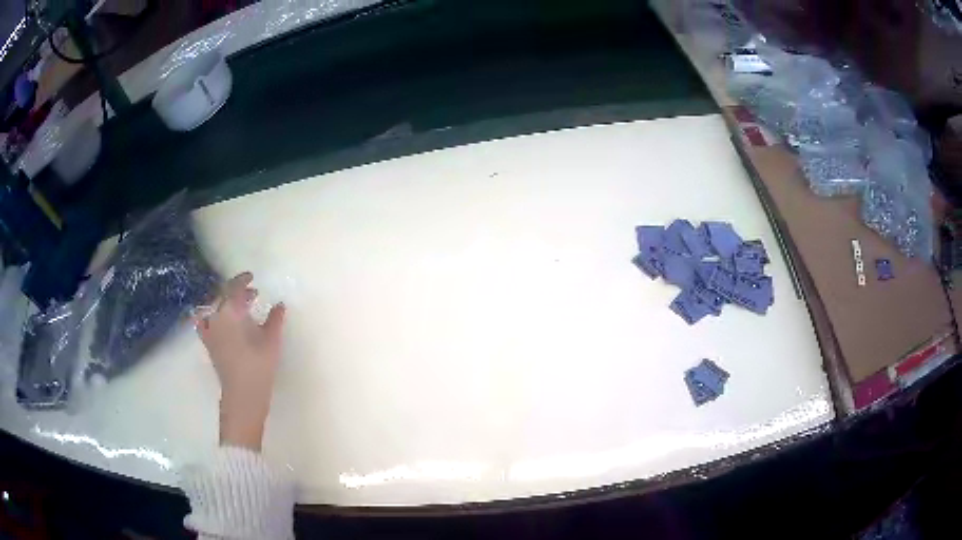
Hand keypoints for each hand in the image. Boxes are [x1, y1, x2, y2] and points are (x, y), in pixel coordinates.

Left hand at [195, 272, 285, 450]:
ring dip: (224, 302)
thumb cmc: (259, 366)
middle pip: (222, 296)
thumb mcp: (271, 341)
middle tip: (252, 293)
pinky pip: (205, 322)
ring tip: (239, 306)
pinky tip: (221, 320)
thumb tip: (279, 304)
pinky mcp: (209, 343)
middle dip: (236, 291)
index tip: (252, 277)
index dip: (242, 280)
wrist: (243, 395)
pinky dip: (211, 316)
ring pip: (213, 307)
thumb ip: (275, 319)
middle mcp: (216, 318)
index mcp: (230, 313)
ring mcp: (209, 331)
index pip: (233, 288)